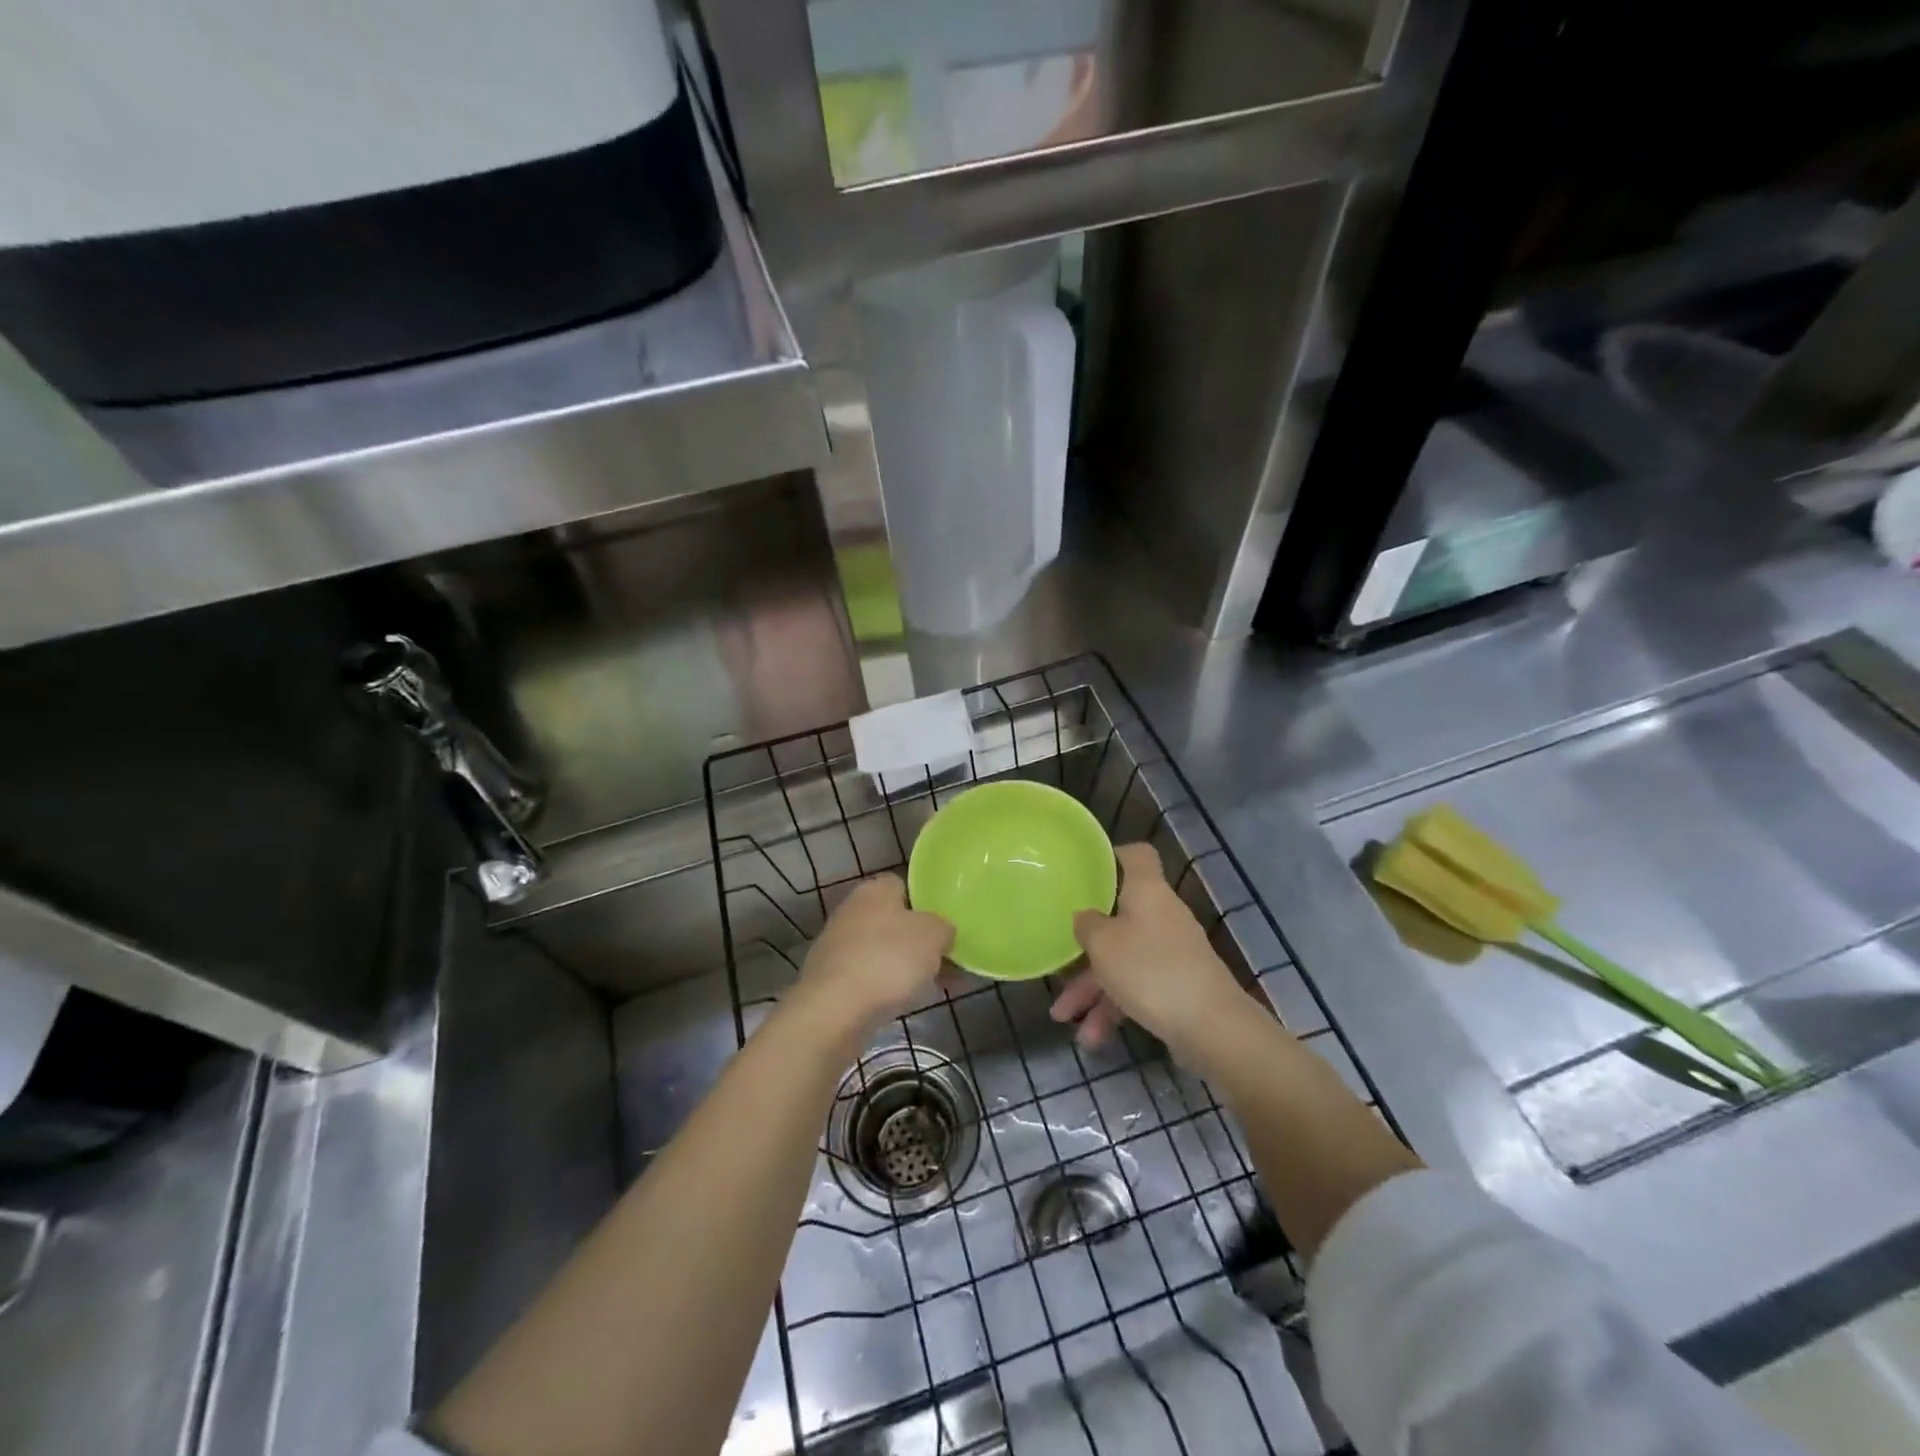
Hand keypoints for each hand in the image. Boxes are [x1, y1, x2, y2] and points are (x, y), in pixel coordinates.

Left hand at [792, 873, 953, 1038]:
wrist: (835, 1009)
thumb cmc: (889, 960)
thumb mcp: (934, 935)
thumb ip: (944, 927)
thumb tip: (942, 933)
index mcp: (874, 890)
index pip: (904, 885)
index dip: (927, 903)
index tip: (946, 924)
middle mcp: (852, 910)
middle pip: (894, 920)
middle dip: (919, 940)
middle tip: (947, 960)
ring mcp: (838, 946)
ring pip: (883, 950)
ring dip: (906, 966)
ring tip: (934, 986)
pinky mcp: (831, 979)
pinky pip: (870, 976)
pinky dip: (887, 986)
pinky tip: (906, 1002)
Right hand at [1050, 843, 1250, 1058]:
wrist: (1212, 1028)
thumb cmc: (1150, 971)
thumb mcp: (1103, 944)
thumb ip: (1086, 925)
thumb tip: (1085, 917)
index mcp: (1147, 892)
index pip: (1136, 855)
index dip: (1111, 856)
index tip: (1084, 870)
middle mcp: (1161, 915)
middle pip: (1118, 917)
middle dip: (1086, 946)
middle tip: (1058, 959)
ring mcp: (1171, 952)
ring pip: (1122, 959)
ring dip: (1093, 989)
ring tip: (1064, 1019)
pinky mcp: (1177, 985)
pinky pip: (1136, 988)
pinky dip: (1114, 1008)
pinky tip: (1093, 1038)